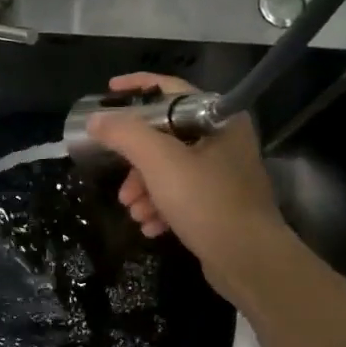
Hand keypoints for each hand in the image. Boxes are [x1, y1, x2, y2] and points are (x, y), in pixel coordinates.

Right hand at [87, 73, 286, 306]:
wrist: (248, 259)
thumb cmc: (206, 201)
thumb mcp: (159, 163)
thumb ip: (125, 135)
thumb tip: (96, 119)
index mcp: (218, 119)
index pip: (172, 89)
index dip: (137, 87)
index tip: (107, 94)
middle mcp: (224, 141)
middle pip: (166, 136)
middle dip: (136, 160)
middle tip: (120, 181)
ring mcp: (223, 174)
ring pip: (170, 169)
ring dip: (144, 189)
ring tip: (133, 211)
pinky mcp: (220, 204)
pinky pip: (181, 195)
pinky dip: (161, 206)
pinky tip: (151, 226)